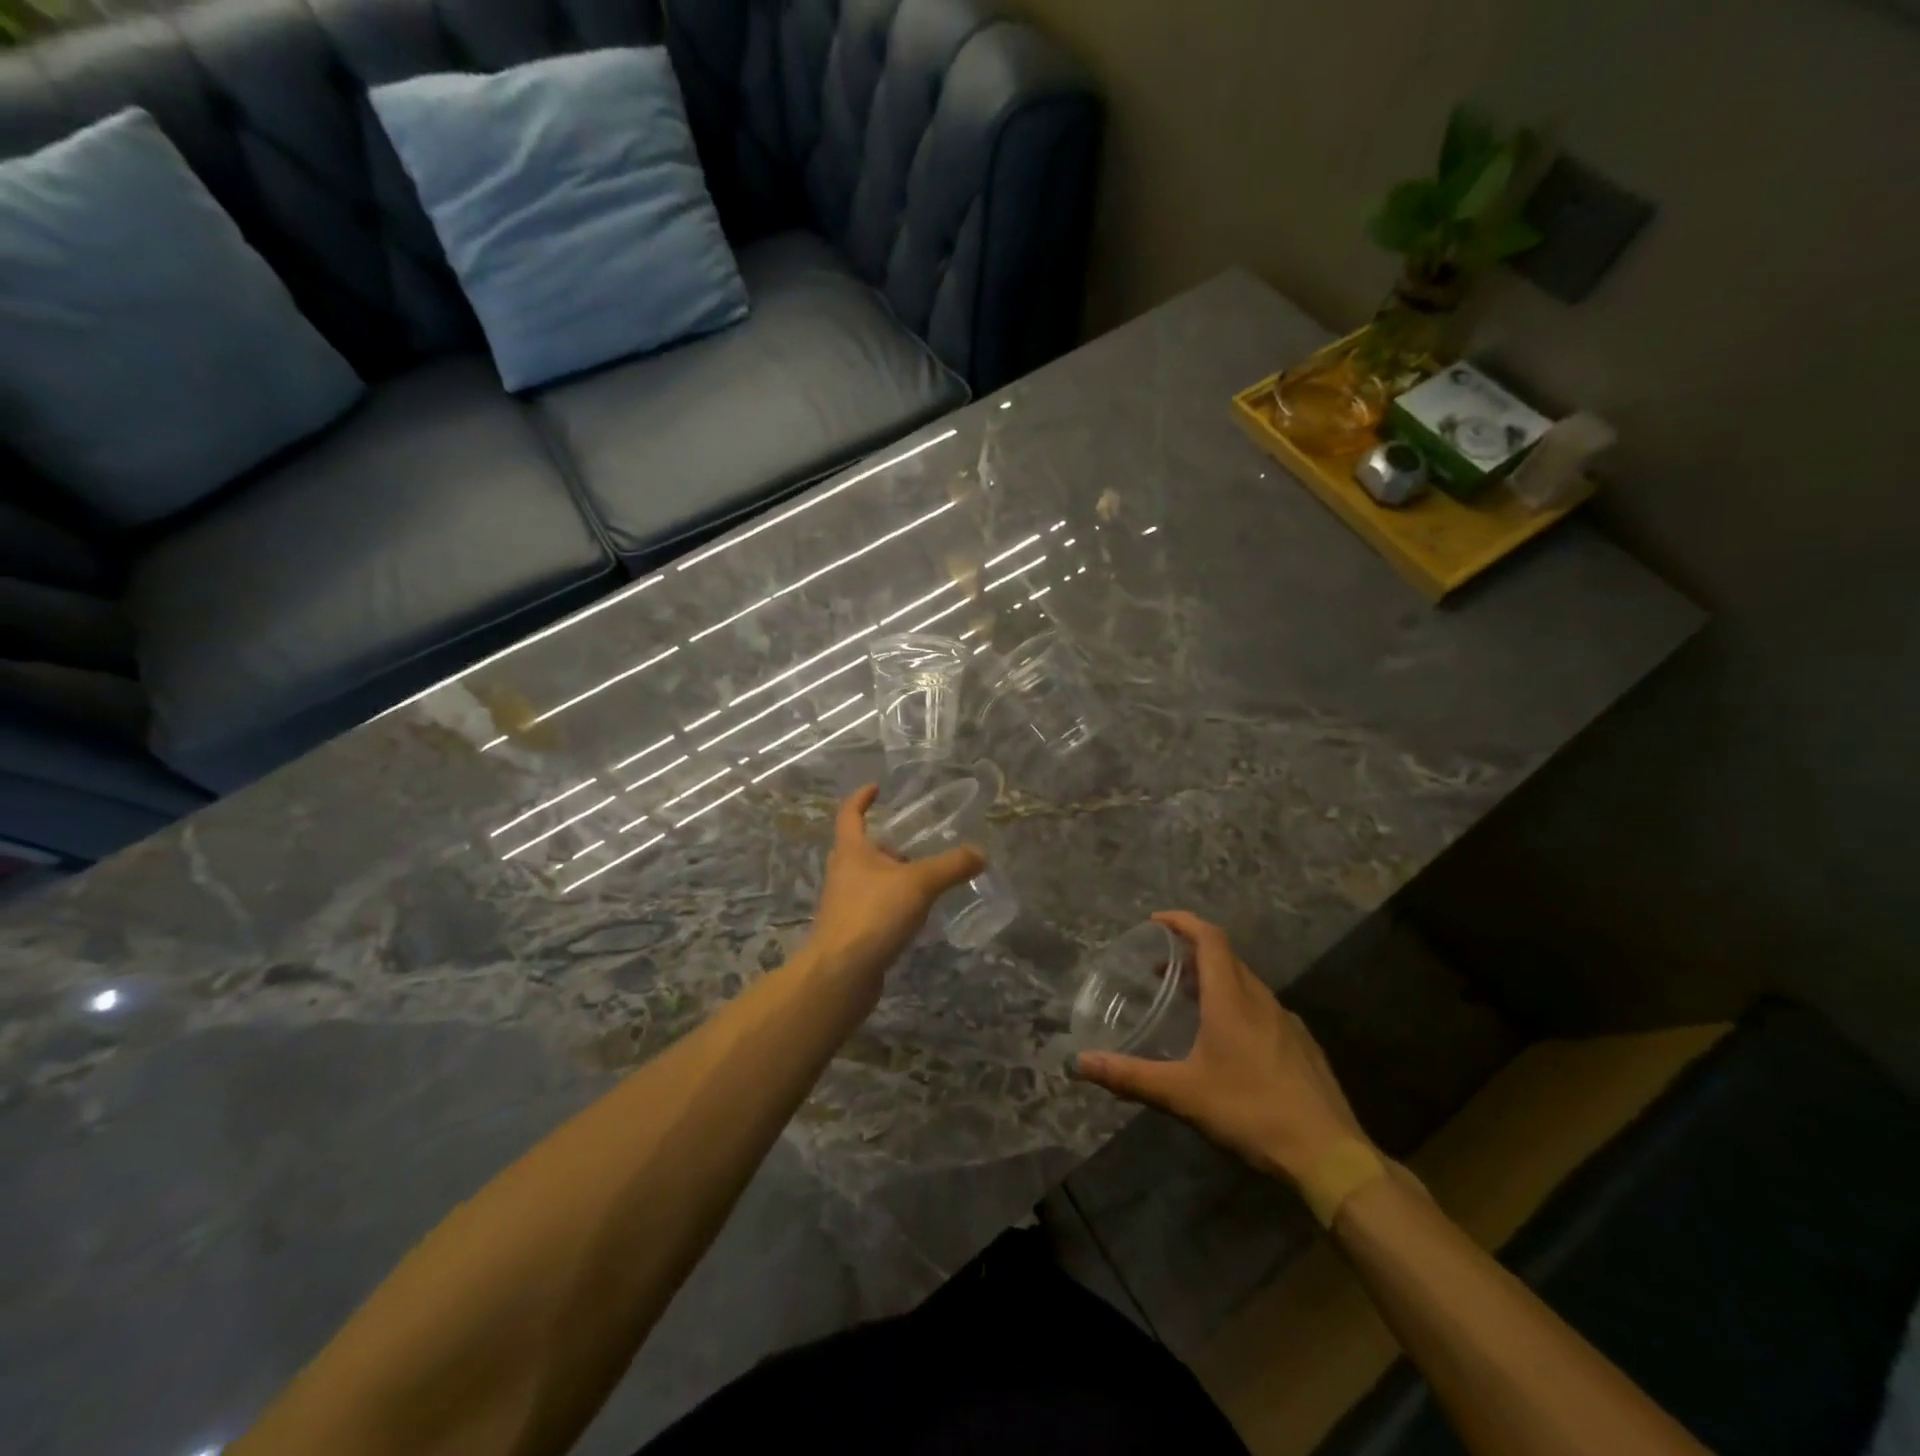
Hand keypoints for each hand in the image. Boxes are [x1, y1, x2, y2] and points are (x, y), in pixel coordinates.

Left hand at [802, 784, 984, 1007]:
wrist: (840, 974)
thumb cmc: (872, 915)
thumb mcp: (918, 884)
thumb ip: (951, 866)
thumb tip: (981, 853)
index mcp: (851, 851)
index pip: (850, 814)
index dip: (861, 798)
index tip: (876, 788)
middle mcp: (843, 873)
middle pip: (861, 848)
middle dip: (886, 842)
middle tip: (915, 839)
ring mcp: (845, 903)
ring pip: (869, 879)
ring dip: (892, 874)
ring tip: (924, 875)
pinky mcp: (853, 930)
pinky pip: (875, 906)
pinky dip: (893, 902)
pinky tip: (915, 912)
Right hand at [1073, 911, 1371, 1186]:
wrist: (1329, 1155)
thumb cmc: (1251, 1112)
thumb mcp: (1182, 1095)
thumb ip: (1130, 1076)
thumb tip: (1081, 1064)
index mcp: (1232, 999)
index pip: (1210, 938)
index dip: (1183, 922)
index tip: (1156, 922)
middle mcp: (1261, 1000)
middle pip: (1226, 958)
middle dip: (1192, 953)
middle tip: (1161, 967)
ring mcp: (1287, 1023)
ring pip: (1246, 984)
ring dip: (1215, 980)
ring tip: (1189, 1002)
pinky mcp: (1302, 1047)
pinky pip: (1262, 1009)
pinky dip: (1237, 1006)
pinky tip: (1228, 1043)